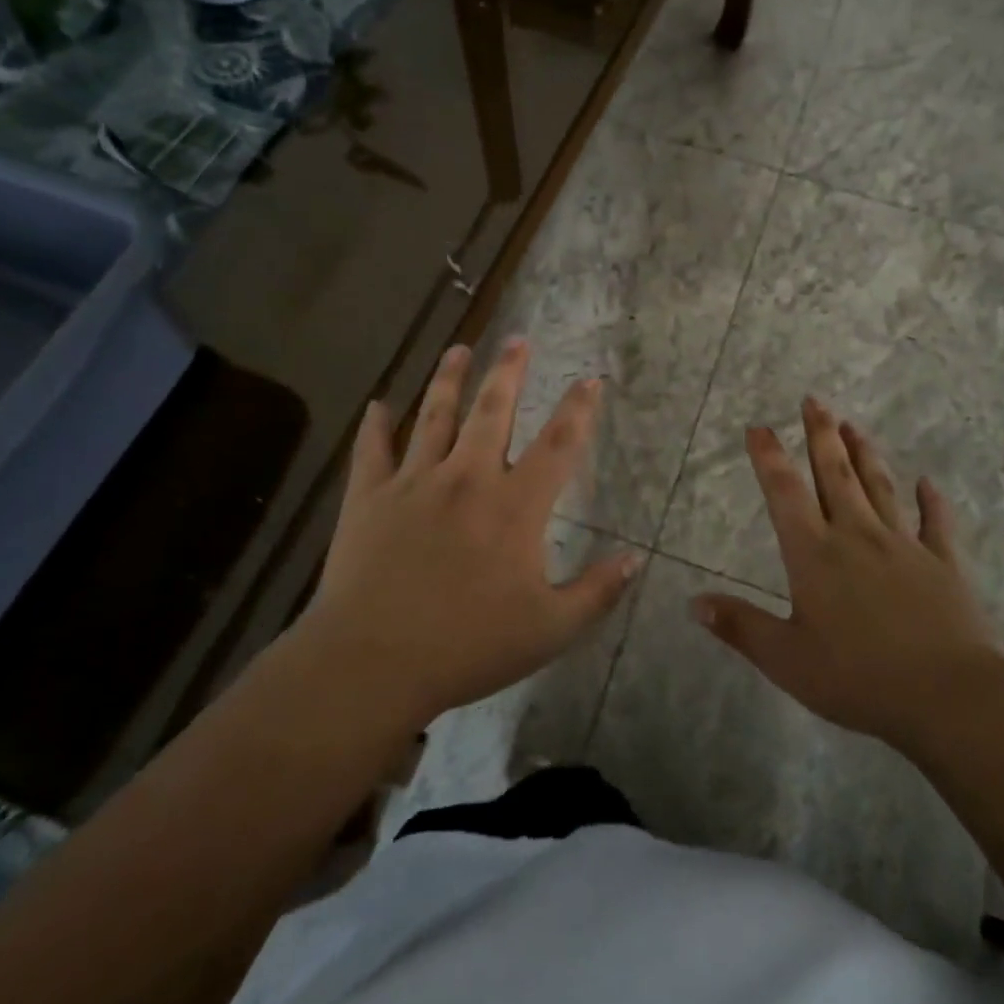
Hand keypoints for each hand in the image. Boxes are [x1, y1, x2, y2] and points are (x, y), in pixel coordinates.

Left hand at [296, 339, 639, 728]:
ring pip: (435, 416)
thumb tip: (634, 560)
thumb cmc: (467, 647)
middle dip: (509, 372)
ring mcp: (415, 483)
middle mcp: (467, 478)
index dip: (578, 409)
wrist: (371, 664)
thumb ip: (596, 593)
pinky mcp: (369, 497)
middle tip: (518, 339)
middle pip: (494, 412)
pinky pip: (372, 450)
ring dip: (449, 379)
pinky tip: (377, 404)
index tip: (590, 380)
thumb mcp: (549, 630)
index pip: (558, 445)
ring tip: (459, 349)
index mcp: (515, 506)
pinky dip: (375, 426)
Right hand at [693, 398, 1003, 756]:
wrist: (948, 695)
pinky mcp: (943, 563)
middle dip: (821, 435)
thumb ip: (740, 627)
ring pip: (880, 487)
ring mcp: (904, 545)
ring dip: (864, 454)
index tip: (759, 426)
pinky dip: (931, 502)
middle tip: (813, 400)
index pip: (785, 493)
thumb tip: (693, 602)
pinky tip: (928, 484)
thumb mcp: (787, 660)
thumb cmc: (858, 678)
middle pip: (835, 474)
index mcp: (815, 555)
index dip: (769, 457)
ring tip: (853, 424)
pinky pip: (936, 524)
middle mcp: (857, 536)